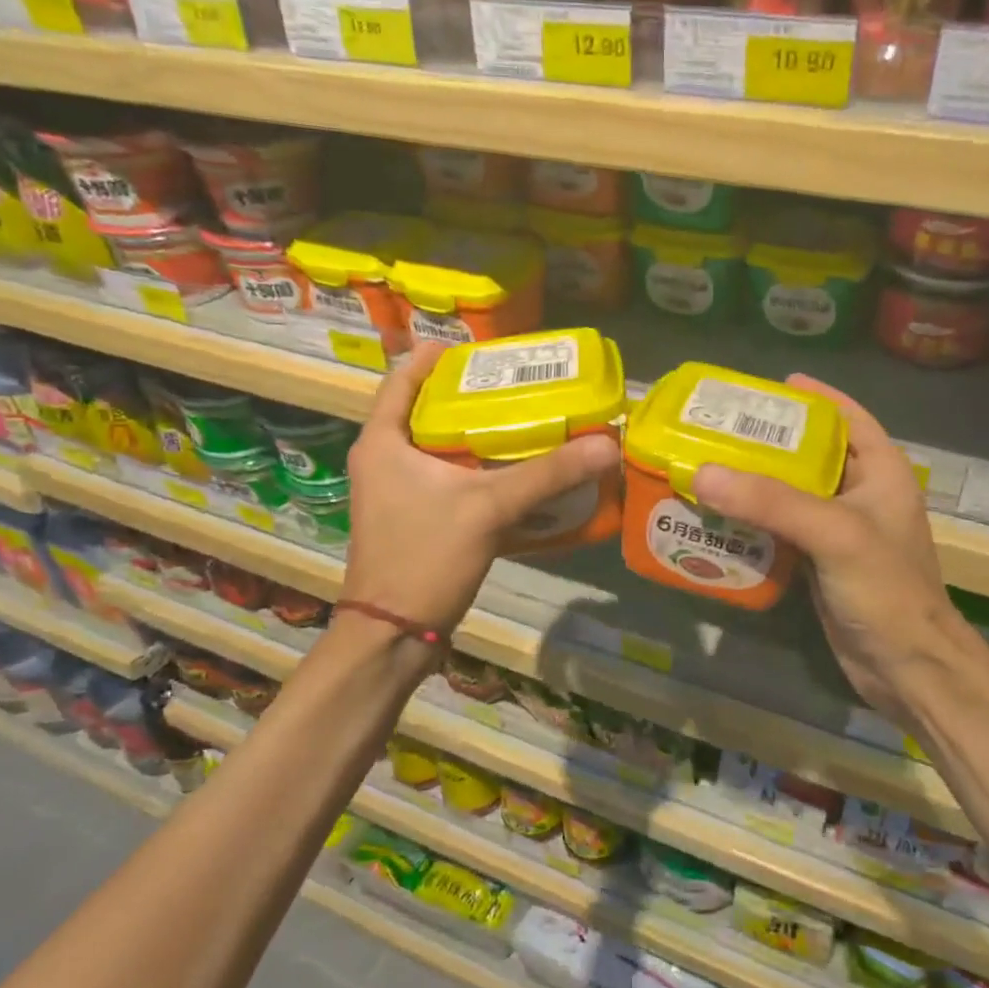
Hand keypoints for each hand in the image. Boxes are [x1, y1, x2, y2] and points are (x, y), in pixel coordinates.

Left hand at [341, 343, 620, 635]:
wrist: (393, 636)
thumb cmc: (425, 558)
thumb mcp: (488, 508)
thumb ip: (547, 474)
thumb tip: (606, 443)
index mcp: (382, 441)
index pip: (403, 377)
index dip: (440, 357)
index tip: (485, 351)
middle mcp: (383, 459)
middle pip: (426, 409)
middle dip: (471, 395)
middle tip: (519, 385)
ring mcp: (395, 492)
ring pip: (438, 447)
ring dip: (477, 434)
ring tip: (524, 422)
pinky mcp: (411, 518)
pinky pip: (446, 478)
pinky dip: (477, 470)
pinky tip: (514, 473)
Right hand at [692, 376, 965, 727]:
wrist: (906, 669)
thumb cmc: (886, 589)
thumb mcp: (834, 533)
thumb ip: (771, 501)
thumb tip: (703, 472)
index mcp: (882, 472)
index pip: (849, 418)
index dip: (816, 397)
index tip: (774, 384)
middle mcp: (862, 495)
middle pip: (812, 454)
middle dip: (770, 440)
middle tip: (722, 427)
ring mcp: (840, 532)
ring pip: (792, 494)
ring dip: (755, 483)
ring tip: (710, 465)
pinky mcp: (820, 563)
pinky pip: (781, 530)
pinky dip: (753, 522)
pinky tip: (718, 517)